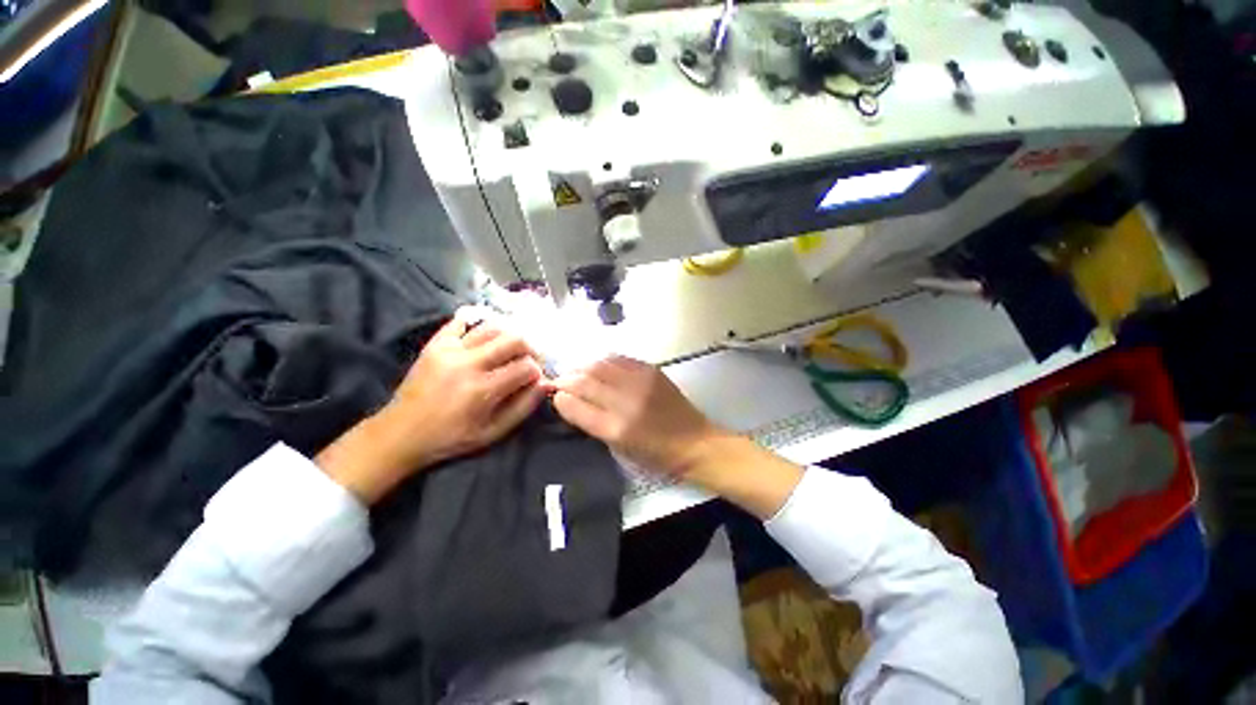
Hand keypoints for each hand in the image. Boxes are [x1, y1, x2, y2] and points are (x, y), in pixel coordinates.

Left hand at [318, 307, 546, 503]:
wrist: (401, 433)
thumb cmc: (451, 437)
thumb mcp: (493, 432)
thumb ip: (523, 407)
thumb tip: (546, 384)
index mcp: (482, 390)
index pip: (526, 368)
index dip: (537, 372)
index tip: (534, 380)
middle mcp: (468, 364)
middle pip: (514, 339)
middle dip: (529, 349)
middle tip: (528, 360)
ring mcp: (449, 350)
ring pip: (493, 327)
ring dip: (509, 337)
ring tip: (509, 350)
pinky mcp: (435, 344)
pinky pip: (461, 321)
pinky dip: (478, 325)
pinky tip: (486, 338)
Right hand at [550, 356, 720, 476]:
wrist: (695, 442)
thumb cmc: (655, 454)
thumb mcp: (619, 448)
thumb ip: (592, 423)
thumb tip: (570, 401)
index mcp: (615, 428)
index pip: (575, 405)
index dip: (560, 397)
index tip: (554, 394)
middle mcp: (625, 401)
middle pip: (584, 380)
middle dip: (567, 378)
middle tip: (560, 381)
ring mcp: (640, 382)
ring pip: (599, 364)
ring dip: (583, 366)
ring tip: (577, 372)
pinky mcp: (652, 370)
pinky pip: (619, 358)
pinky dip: (603, 361)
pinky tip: (599, 366)